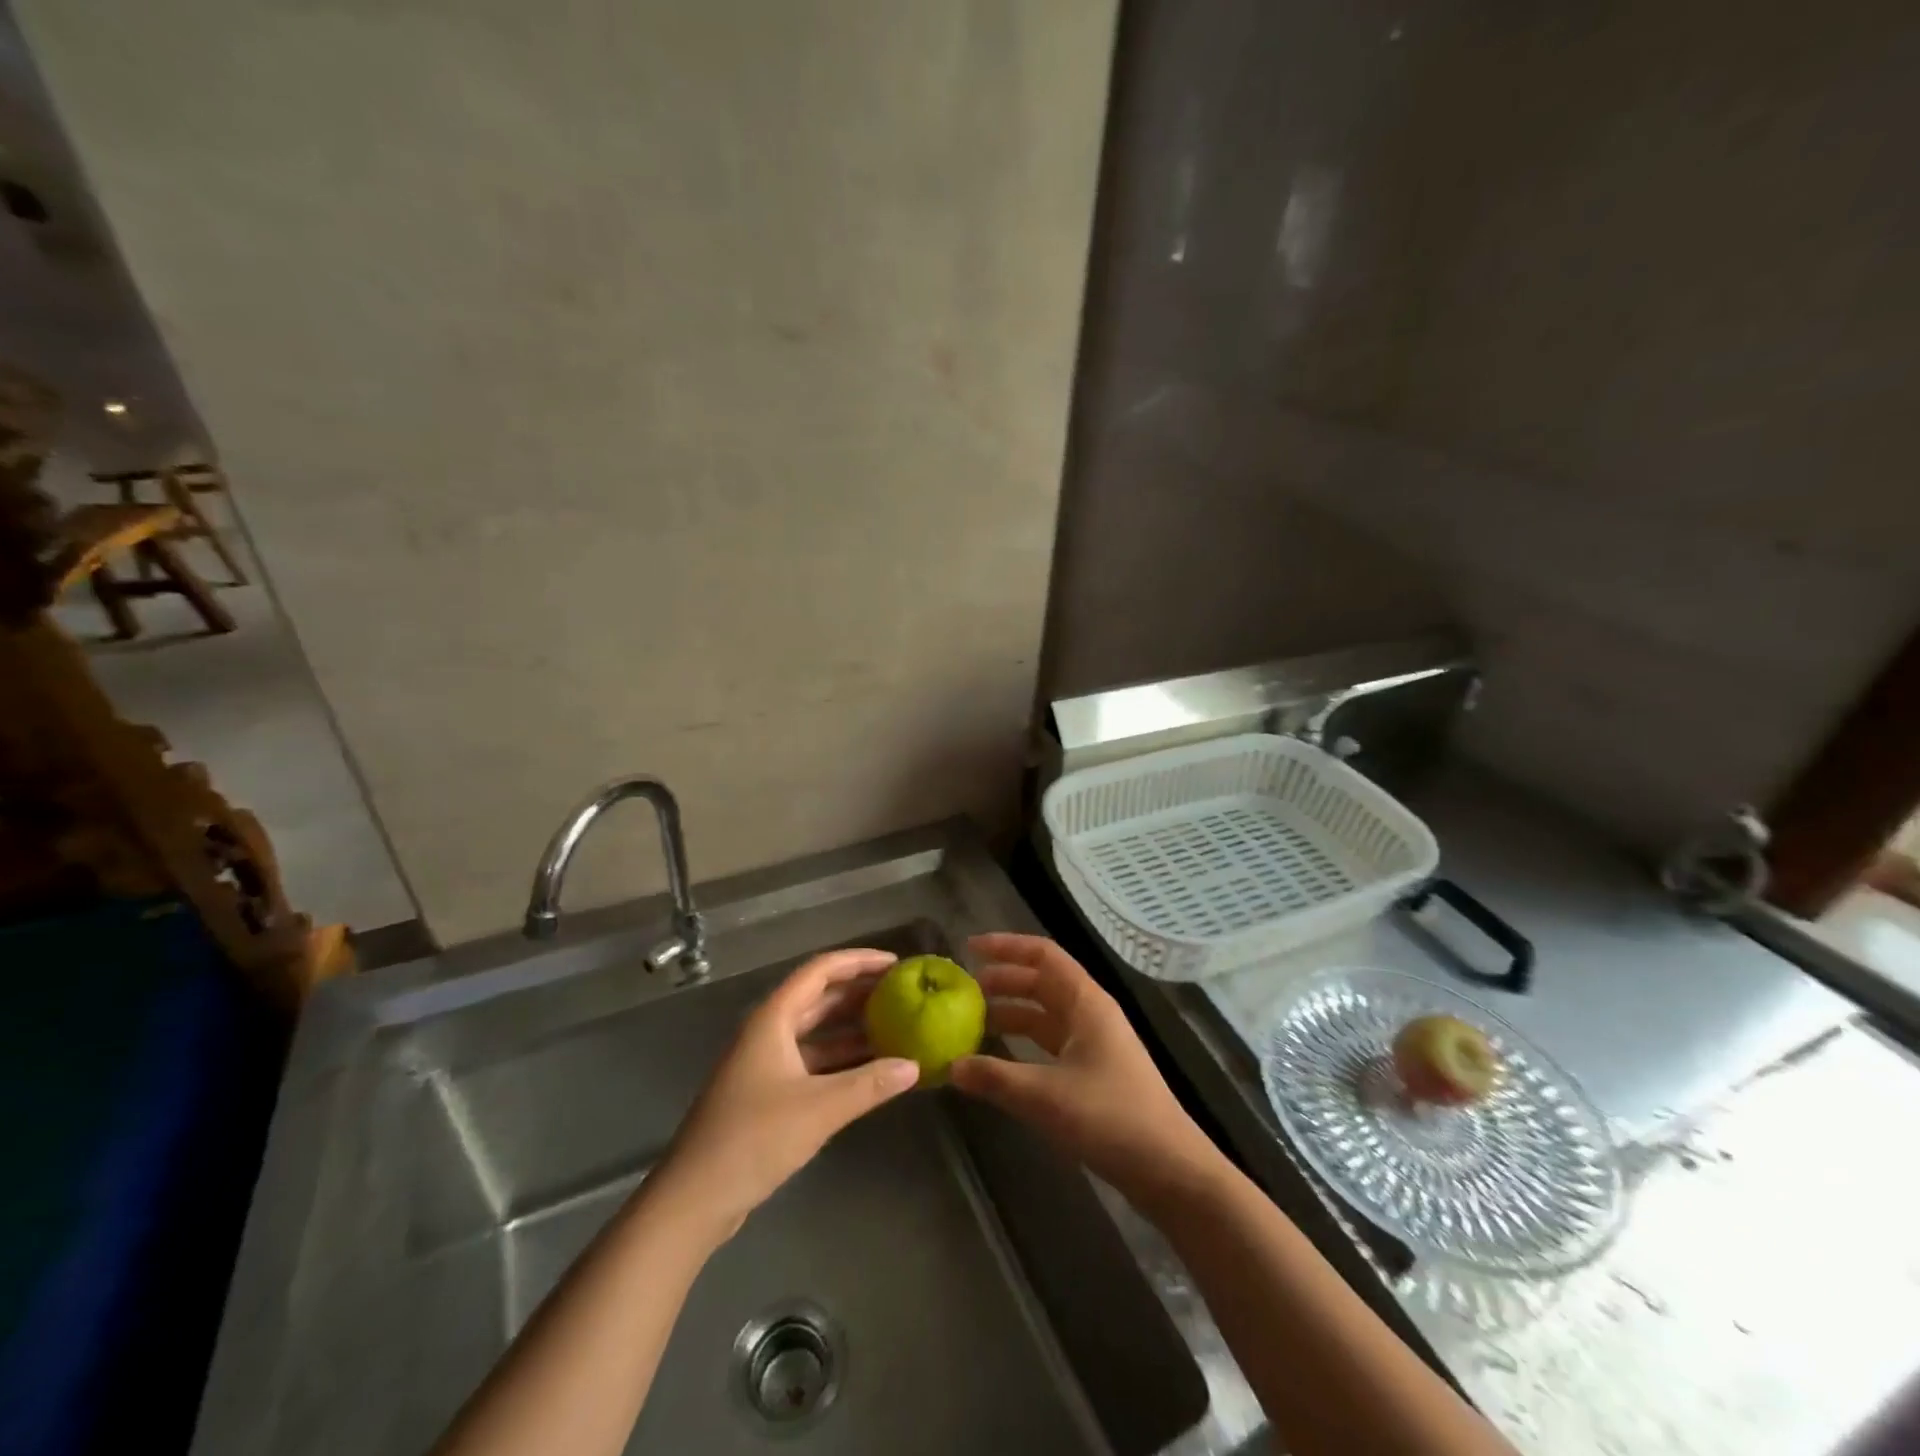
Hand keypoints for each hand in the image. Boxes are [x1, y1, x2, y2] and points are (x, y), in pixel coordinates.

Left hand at [648, 948, 918, 1242]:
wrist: (693, 1199)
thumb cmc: (753, 1139)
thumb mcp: (819, 1108)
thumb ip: (869, 1084)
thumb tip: (913, 1066)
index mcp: (773, 1019)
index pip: (821, 971)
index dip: (859, 961)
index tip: (896, 964)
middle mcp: (768, 1031)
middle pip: (819, 997)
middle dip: (860, 992)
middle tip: (902, 994)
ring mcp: (765, 1062)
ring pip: (816, 1032)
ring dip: (852, 1028)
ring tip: (895, 1027)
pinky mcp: (766, 1092)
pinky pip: (811, 1061)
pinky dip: (840, 1060)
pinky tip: (870, 1070)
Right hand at [950, 933, 1226, 1214]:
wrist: (1170, 1170)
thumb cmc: (1110, 1118)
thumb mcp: (1045, 1096)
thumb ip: (995, 1077)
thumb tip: (951, 1065)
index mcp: (1086, 1002)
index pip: (1043, 955)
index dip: (1006, 946)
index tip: (970, 948)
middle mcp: (1091, 1014)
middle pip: (1043, 982)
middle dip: (1004, 980)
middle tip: (965, 990)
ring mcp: (1096, 1044)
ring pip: (1047, 1014)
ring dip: (1013, 1012)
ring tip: (975, 1021)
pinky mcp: (1096, 1073)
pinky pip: (1052, 1043)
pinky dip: (1025, 1043)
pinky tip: (1002, 1059)